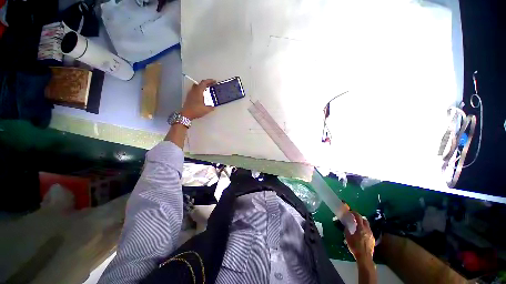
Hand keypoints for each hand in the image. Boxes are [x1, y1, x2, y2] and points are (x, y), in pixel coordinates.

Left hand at [181, 79, 215, 119]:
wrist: (186, 114)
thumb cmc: (196, 110)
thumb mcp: (207, 109)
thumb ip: (211, 106)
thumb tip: (214, 106)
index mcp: (198, 91)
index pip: (204, 83)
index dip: (209, 81)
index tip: (214, 81)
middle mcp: (194, 90)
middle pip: (200, 84)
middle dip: (206, 83)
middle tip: (211, 85)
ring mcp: (190, 93)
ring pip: (196, 87)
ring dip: (202, 87)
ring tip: (207, 90)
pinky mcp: (189, 97)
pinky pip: (195, 91)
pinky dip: (199, 91)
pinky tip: (202, 96)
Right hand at [345, 211, 374, 264]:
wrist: (365, 257)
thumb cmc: (355, 247)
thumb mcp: (348, 238)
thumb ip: (347, 230)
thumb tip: (346, 226)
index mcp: (361, 228)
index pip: (358, 217)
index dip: (354, 213)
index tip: (351, 212)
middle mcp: (367, 230)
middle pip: (365, 220)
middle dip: (360, 218)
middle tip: (354, 218)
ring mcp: (371, 235)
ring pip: (367, 226)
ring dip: (363, 224)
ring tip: (358, 226)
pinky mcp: (373, 239)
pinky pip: (369, 231)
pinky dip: (365, 229)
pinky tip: (361, 234)